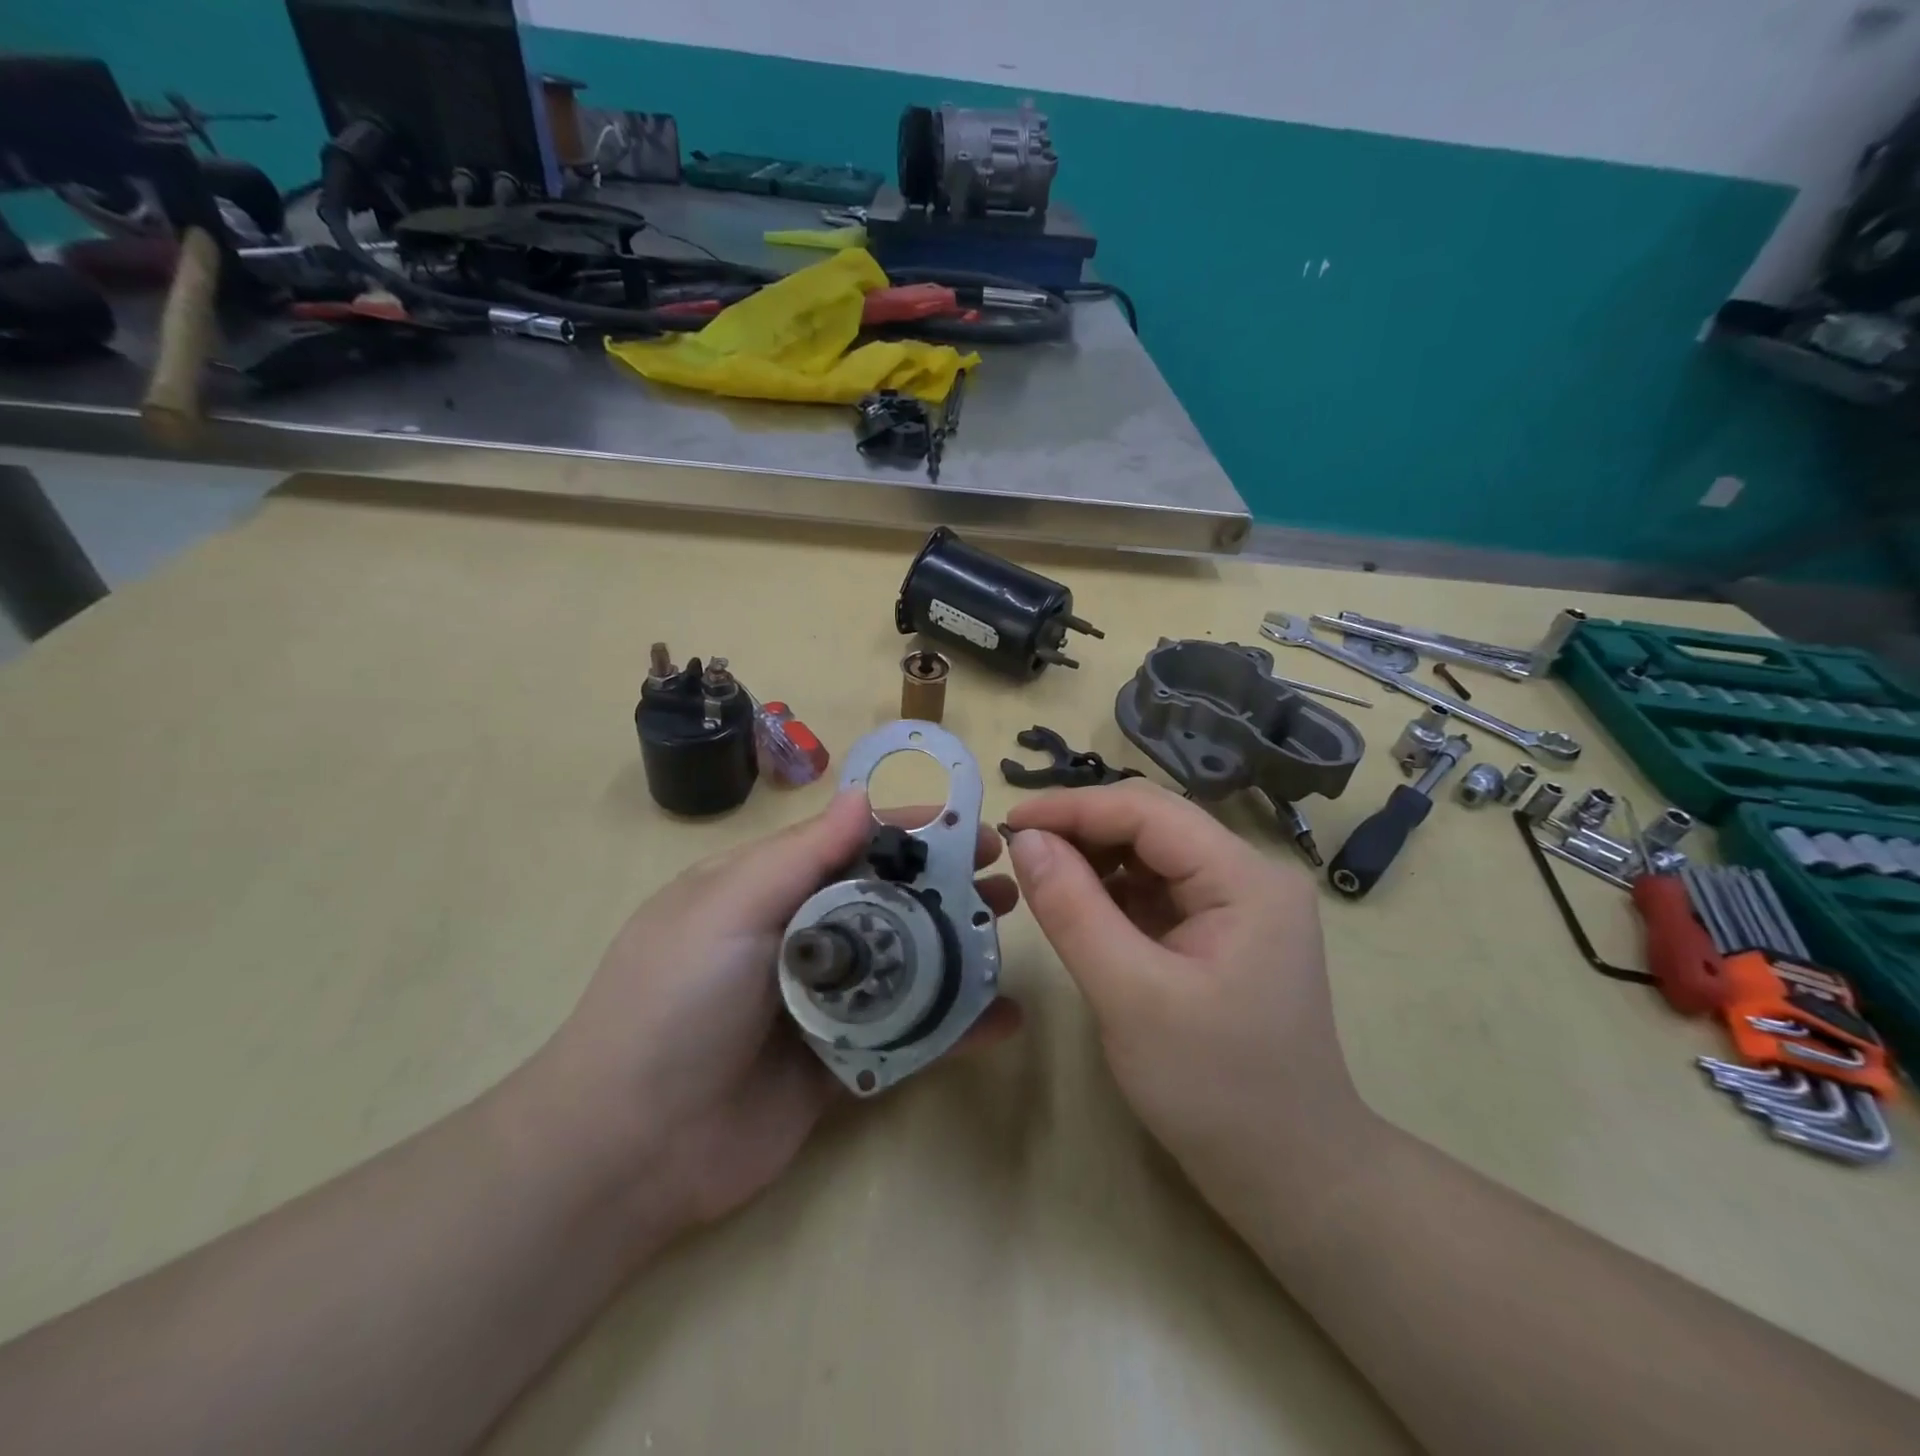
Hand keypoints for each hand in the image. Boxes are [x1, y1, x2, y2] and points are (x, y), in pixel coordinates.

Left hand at [525, 789, 1020, 1244]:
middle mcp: (802, 937)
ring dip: (958, 947)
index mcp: (768, 889)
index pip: (851, 844)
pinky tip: (1004, 1019)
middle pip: (888, 900)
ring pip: (906, 964)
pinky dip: (956, 1026)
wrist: (629, 1149)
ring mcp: (826, 1002)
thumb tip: (861, 795)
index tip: (972, 828)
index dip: (912, 832)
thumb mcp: (727, 909)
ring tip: (1006, 933)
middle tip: (1005, 882)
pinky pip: (909, 1034)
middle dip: (946, 886)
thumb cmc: (674, 1003)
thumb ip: (800, 855)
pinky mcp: (844, 1062)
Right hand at [1006, 781, 1367, 1228]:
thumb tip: (1025, 840)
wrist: (1291, 1175)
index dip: (1074, 808)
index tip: (1009, 823)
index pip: (1148, 811)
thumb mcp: (1129, 995)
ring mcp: (1240, 903)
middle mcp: (1250, 874)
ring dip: (1095, 858)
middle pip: (1153, 824)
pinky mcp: (1224, 930)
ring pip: (1152, 854)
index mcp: (1246, 877)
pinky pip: (1159, 889)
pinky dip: (1114, 891)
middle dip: (1082, 830)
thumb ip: (1072, 909)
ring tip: (1042, 877)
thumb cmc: (1214, 1088)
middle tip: (1019, 851)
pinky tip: (1080, 906)